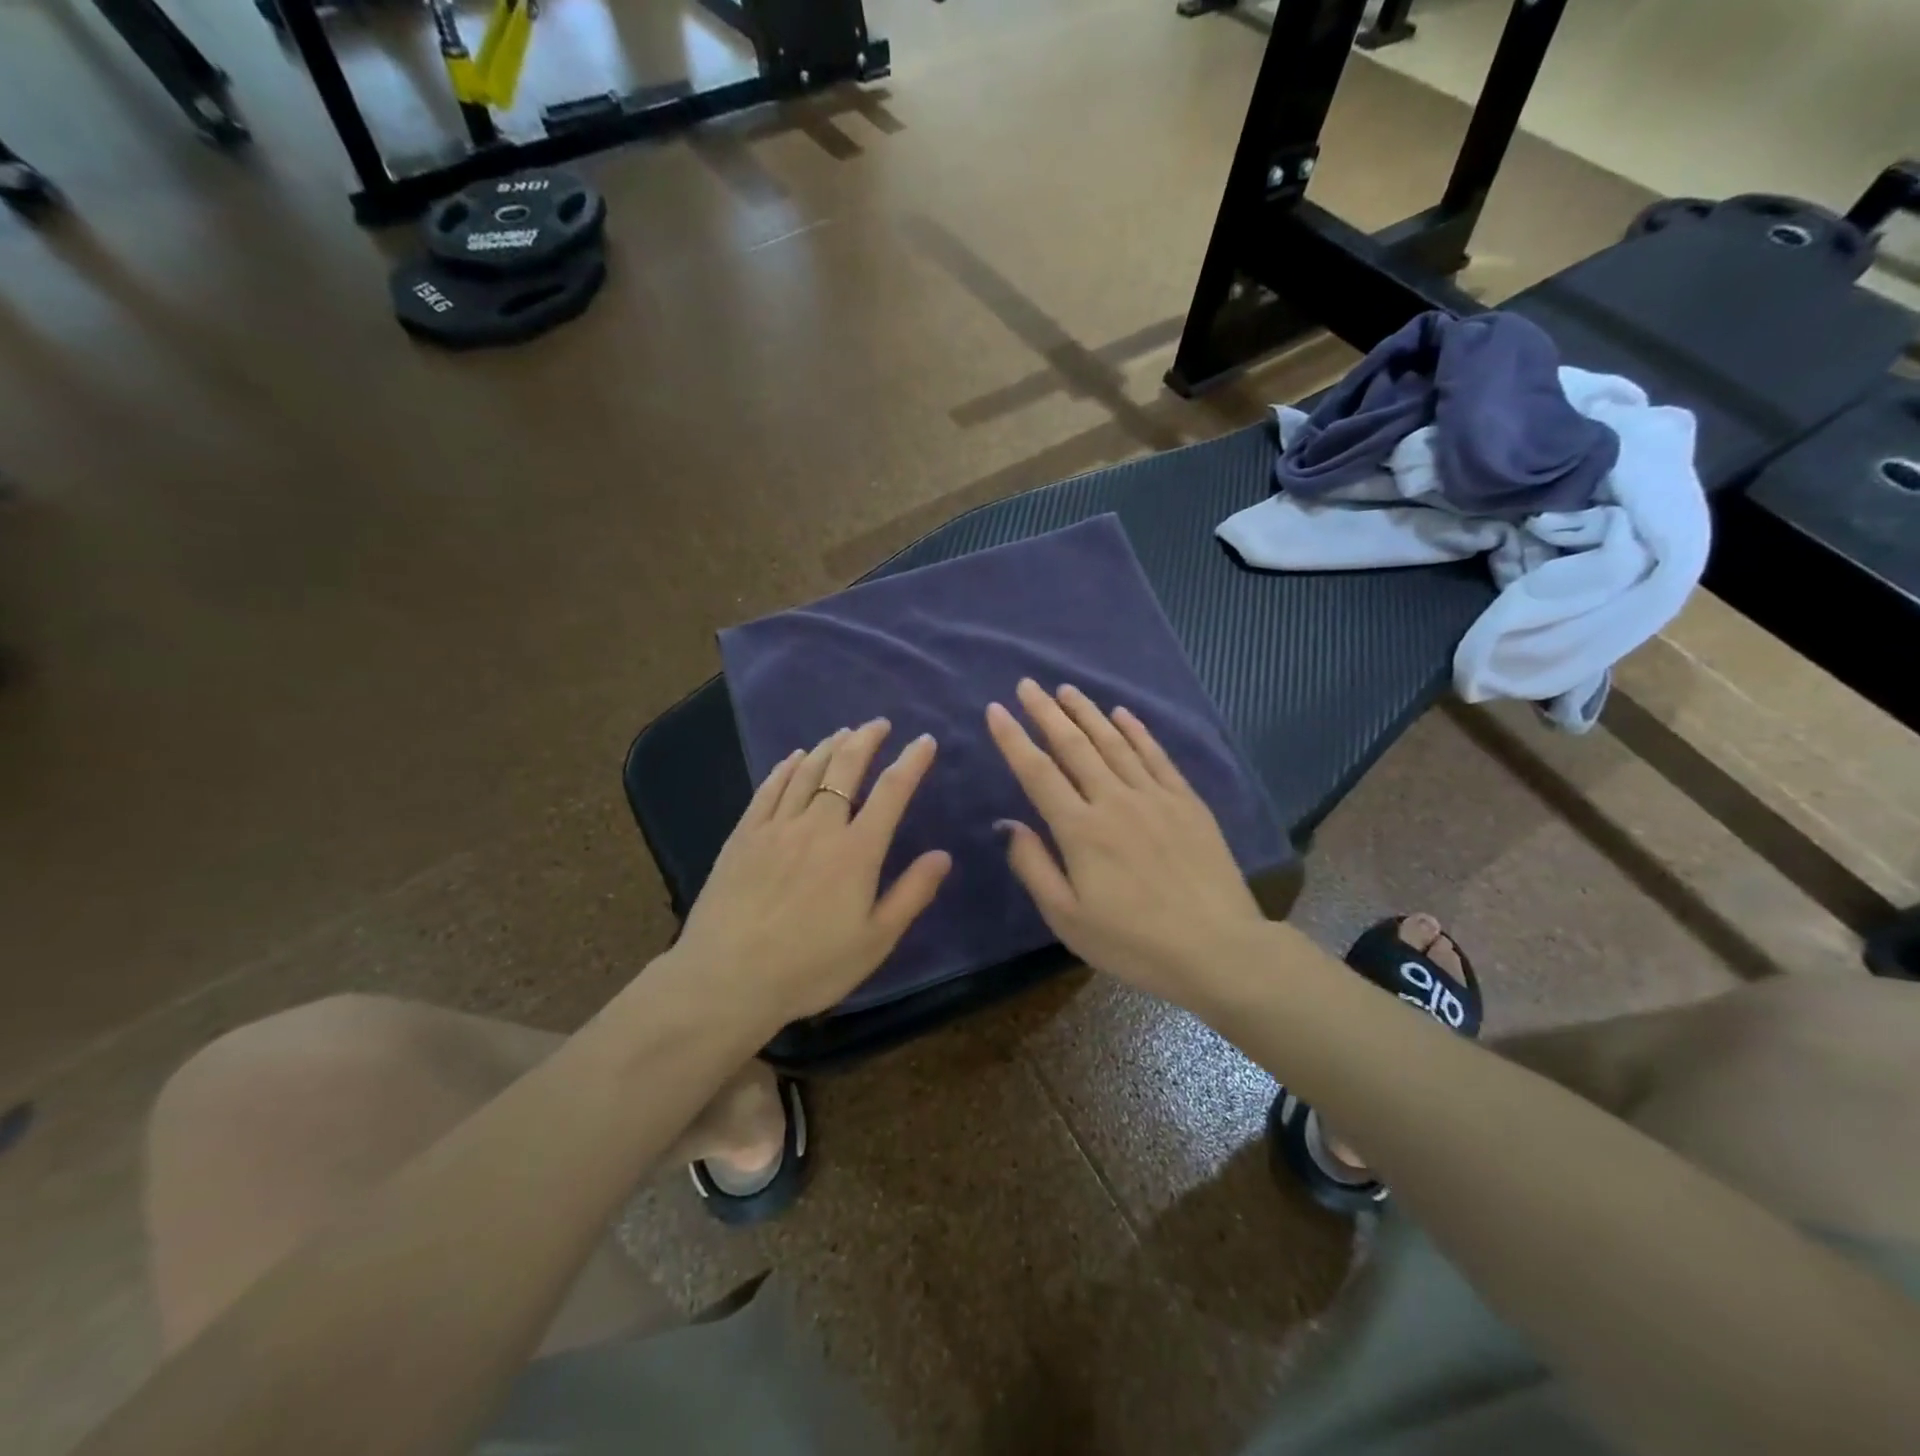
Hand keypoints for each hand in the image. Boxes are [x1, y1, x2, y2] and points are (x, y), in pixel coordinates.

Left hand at [668, 720, 950, 1031]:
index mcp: (856, 851)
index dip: (912, 762)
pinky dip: (786, 767)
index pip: (892, 792)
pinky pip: (769, 788)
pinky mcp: (743, 835)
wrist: (727, 979)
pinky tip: (794, 757)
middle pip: (845, 768)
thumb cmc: (810, 967)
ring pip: (807, 771)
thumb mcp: (874, 941)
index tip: (925, 741)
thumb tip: (943, 855)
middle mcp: (818, 826)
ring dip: (829, 747)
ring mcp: (776, 827)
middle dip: (866, 739)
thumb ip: (911, 894)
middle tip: (879, 724)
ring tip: (843, 733)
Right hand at [986, 680, 1270, 1009]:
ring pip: (1113, 743)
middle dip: (1046, 712)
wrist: (1217, 949)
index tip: (996, 710)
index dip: (1013, 739)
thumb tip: (1008, 824)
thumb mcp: (1068, 918)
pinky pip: (1156, 756)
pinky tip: (1122, 714)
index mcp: (1080, 830)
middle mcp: (1114, 801)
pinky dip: (1136, 731)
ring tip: (1067, 690)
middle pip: (1074, 746)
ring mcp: (1154, 797)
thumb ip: (1034, 866)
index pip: (1038, 772)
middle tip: (1028, 685)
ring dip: (1087, 713)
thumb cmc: (1133, 941)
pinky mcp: (1186, 802)